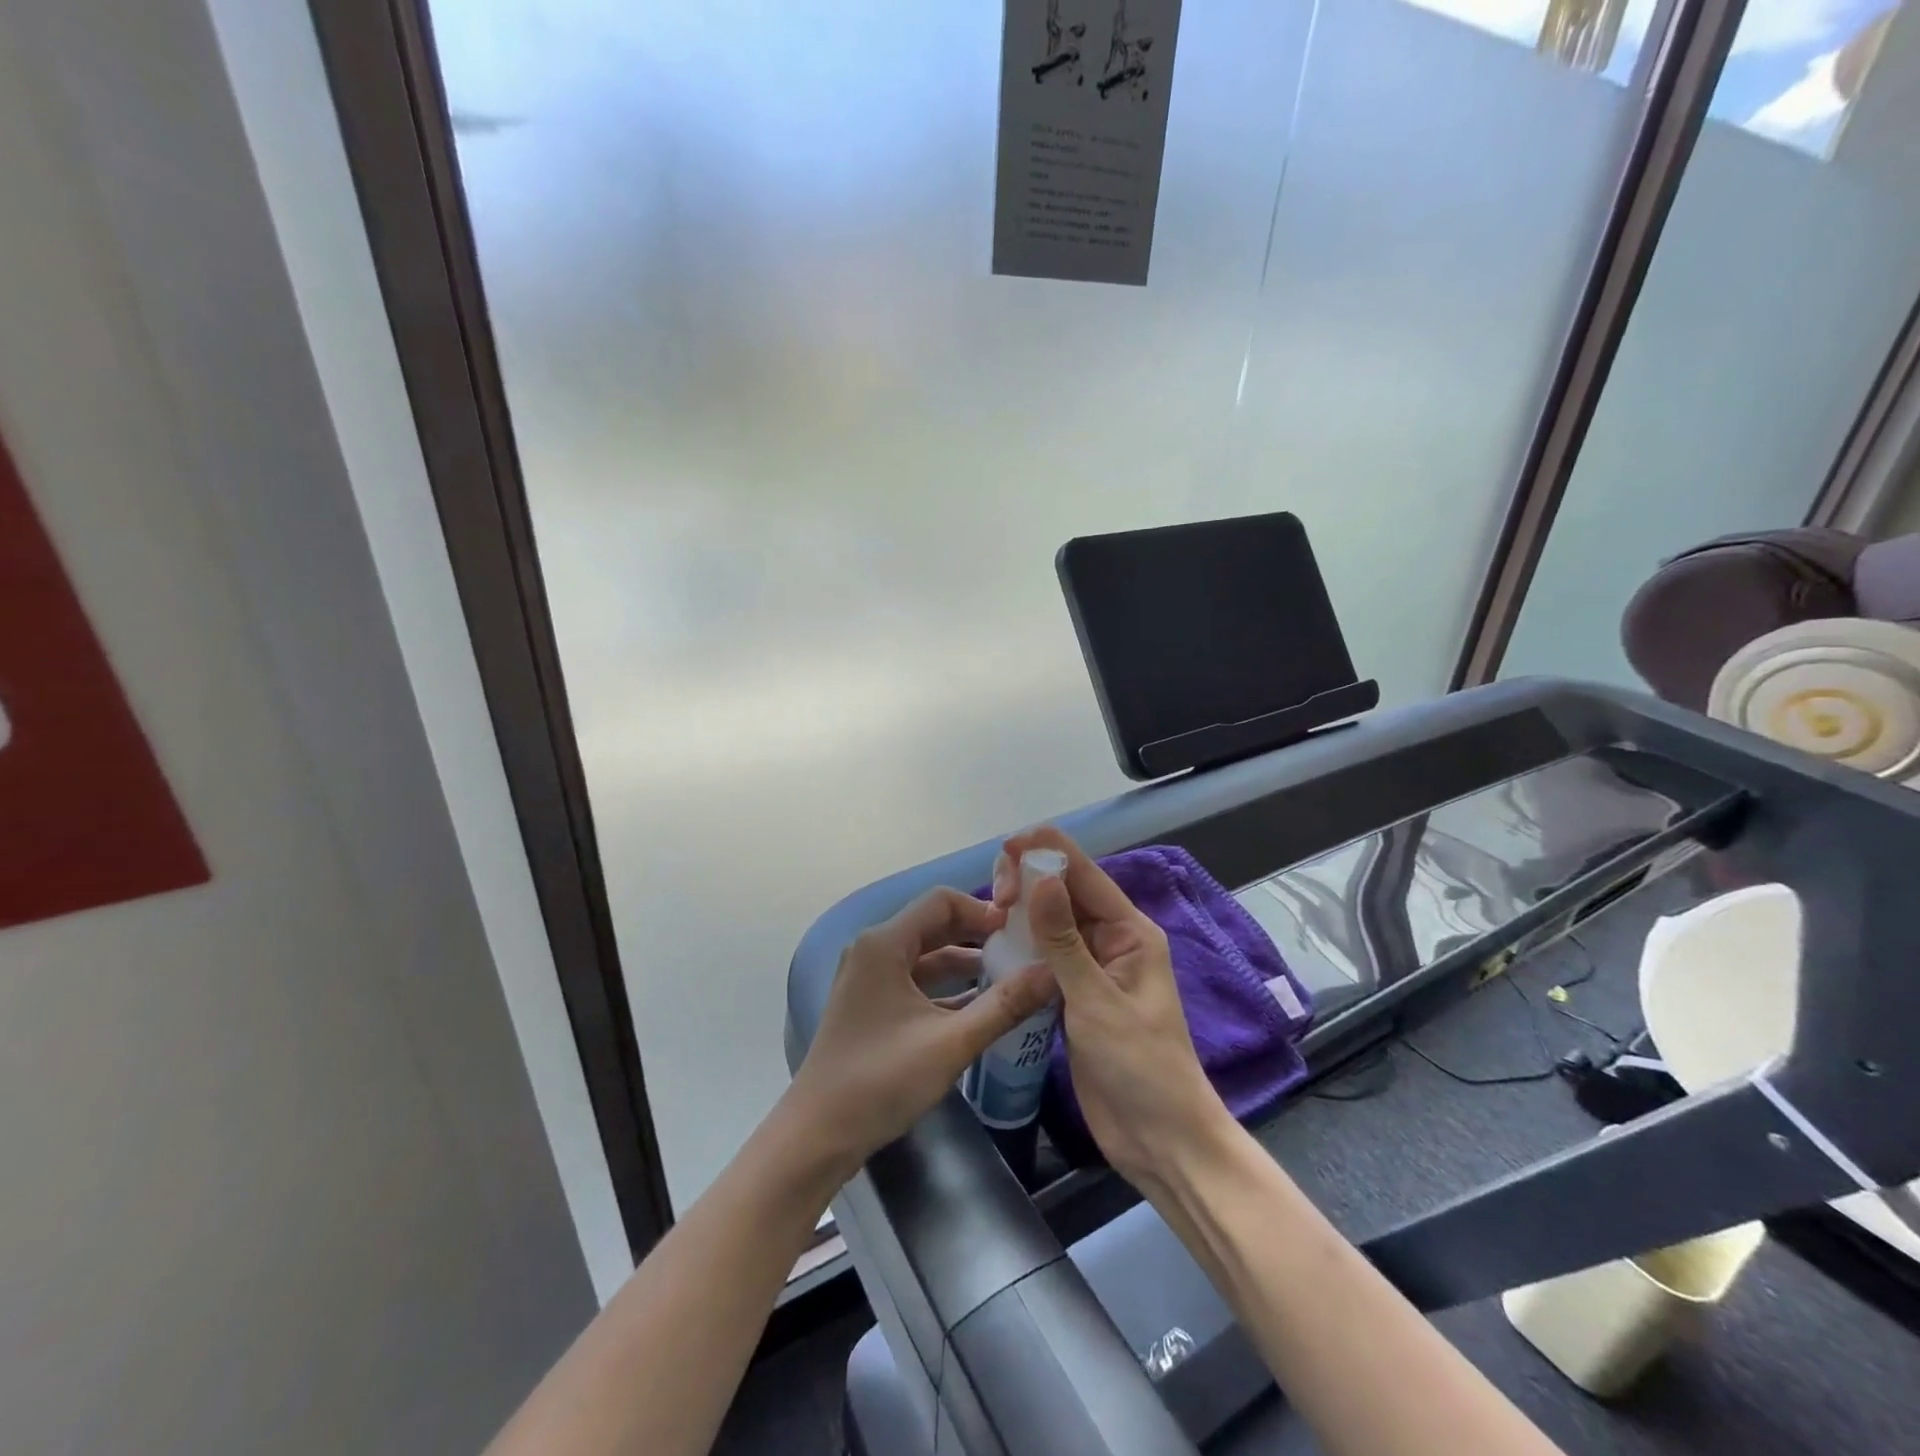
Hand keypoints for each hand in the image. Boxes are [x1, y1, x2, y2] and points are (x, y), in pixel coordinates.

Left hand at [781, 888, 1055, 1185]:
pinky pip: (915, 980)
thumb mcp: (951, 1043)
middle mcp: (874, 949)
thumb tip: (1053, 972)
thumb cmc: (881, 1080)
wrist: (818, 1135)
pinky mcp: (871, 1003)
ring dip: (965, 963)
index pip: (941, 901)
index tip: (1021, 928)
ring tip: (1012, 975)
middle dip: (978, 934)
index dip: (983, 909)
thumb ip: (1004, 1005)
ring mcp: (869, 977)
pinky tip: (982, 1005)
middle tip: (1024, 948)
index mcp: (884, 943)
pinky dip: (947, 987)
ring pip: (926, 955)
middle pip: (934, 925)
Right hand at [993, 827, 1229, 1186]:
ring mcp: (1092, 969)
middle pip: (1066, 893)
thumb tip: (1039, 878)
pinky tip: (995, 943)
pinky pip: (1045, 955)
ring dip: (1023, 911)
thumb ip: (1064, 940)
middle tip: (994, 896)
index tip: (1006, 845)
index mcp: (1130, 932)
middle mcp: (1111, 940)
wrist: (1160, 1139)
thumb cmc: (1140, 1066)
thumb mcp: (1097, 1001)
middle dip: (1031, 882)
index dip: (1047, 852)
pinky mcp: (1074, 995)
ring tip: (988, 911)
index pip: (1085, 875)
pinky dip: (1022, 944)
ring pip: (1052, 923)